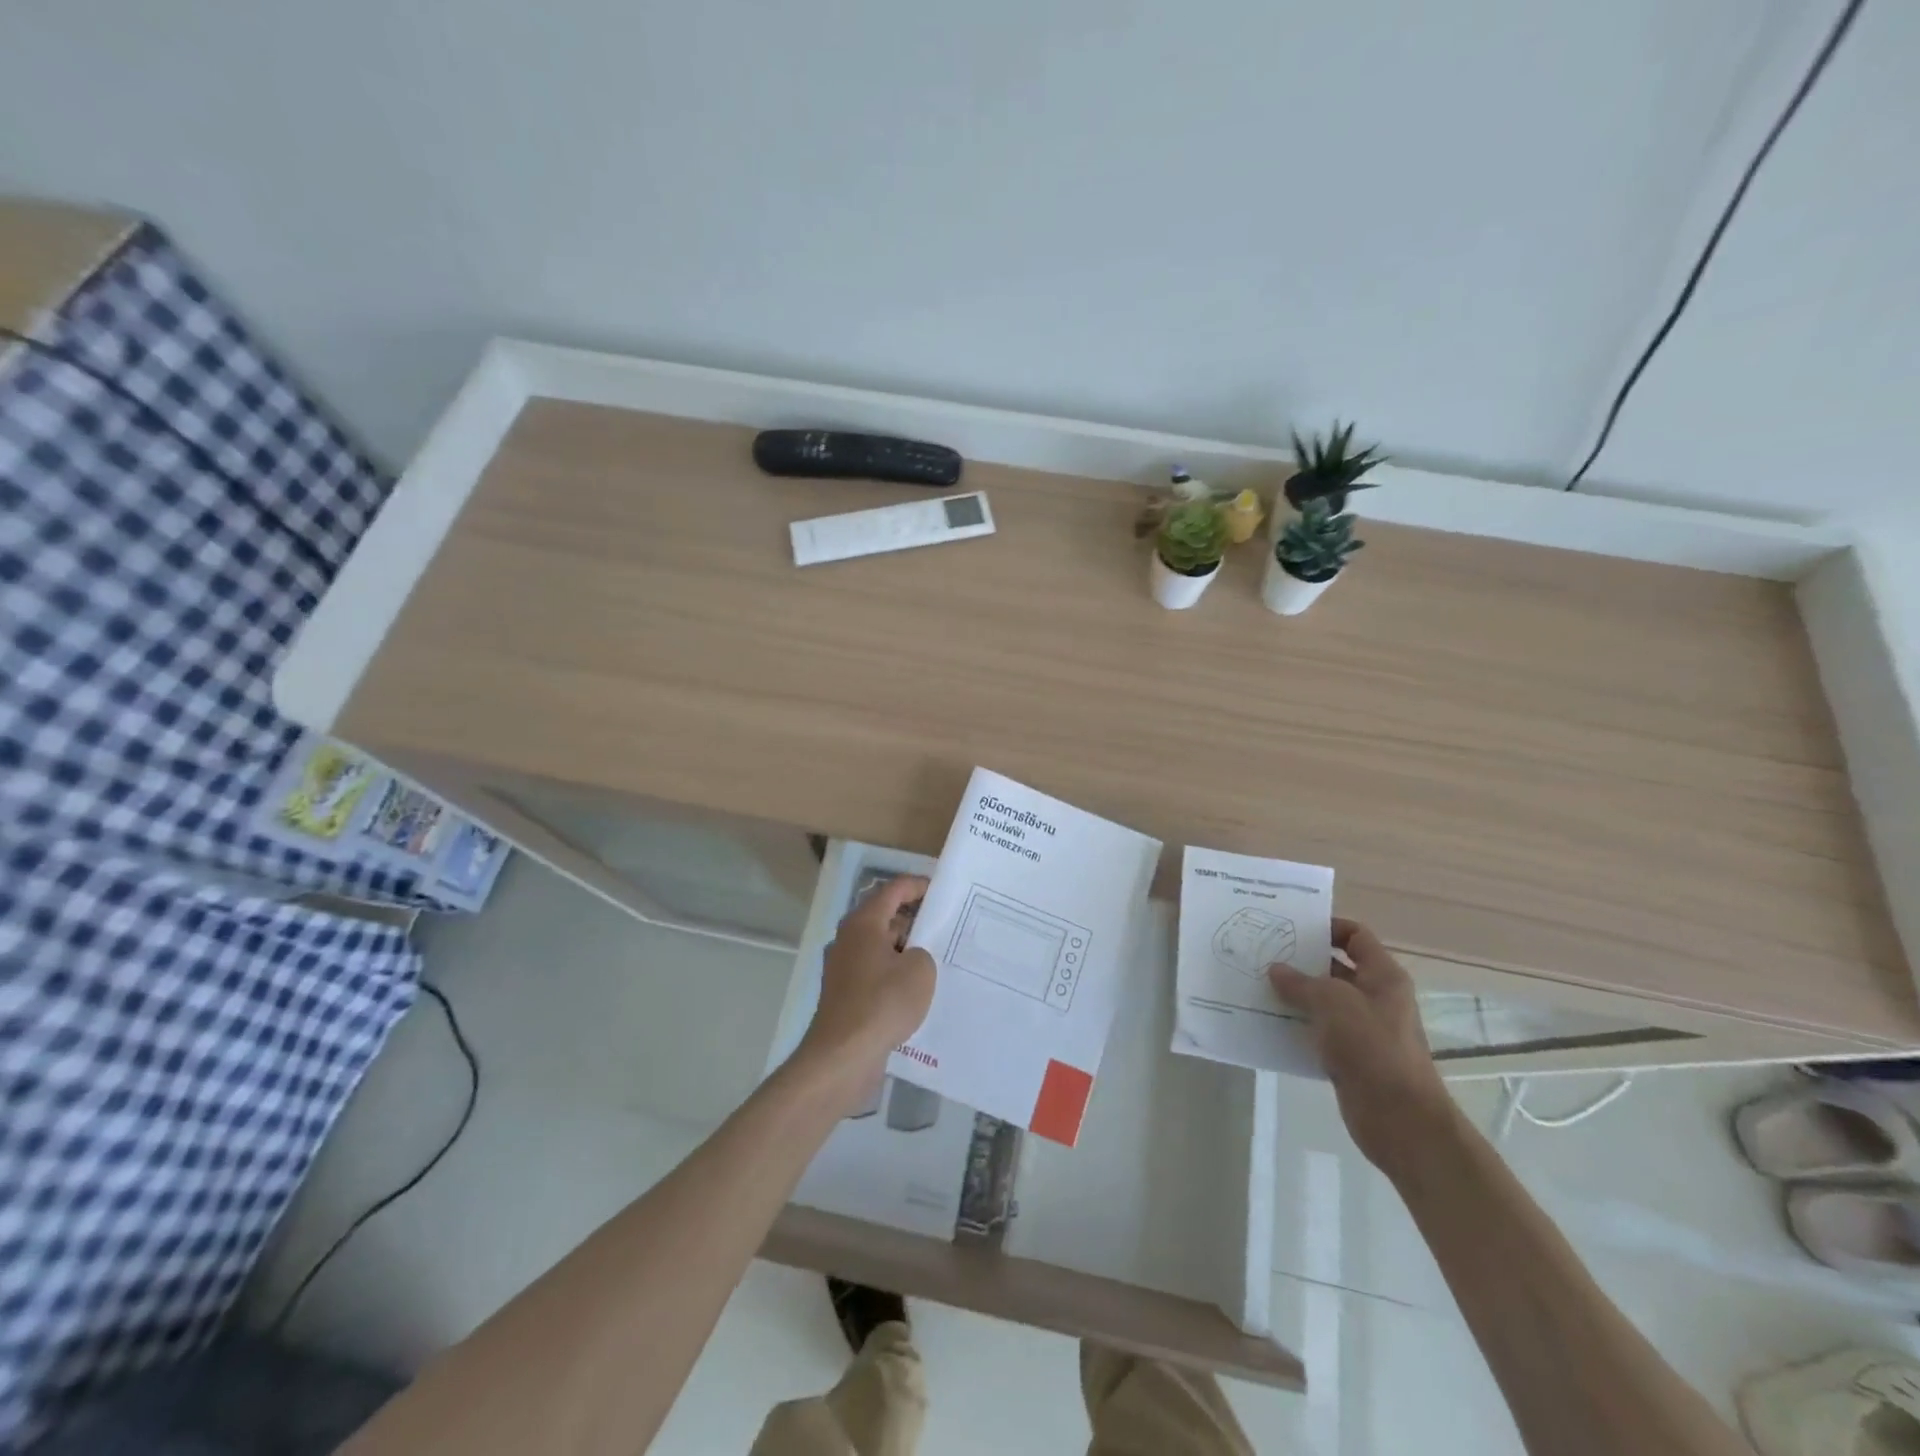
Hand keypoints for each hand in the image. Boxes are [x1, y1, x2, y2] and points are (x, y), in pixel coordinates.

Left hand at [795, 875, 936, 1107]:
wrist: (843, 1055)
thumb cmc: (883, 1002)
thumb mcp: (920, 970)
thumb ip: (922, 952)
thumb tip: (910, 957)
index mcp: (863, 922)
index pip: (893, 890)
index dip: (918, 886)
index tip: (941, 890)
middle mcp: (848, 939)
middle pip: (884, 917)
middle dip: (913, 920)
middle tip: (944, 927)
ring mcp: (842, 967)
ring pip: (879, 946)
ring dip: (904, 950)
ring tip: (936, 960)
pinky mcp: (844, 993)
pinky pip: (874, 972)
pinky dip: (893, 973)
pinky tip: (914, 991)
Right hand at [1268, 918, 1455, 1171]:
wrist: (1400, 1119)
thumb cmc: (1372, 1047)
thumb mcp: (1332, 1003)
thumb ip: (1300, 982)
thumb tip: (1275, 969)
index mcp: (1382, 976)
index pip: (1355, 936)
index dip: (1326, 926)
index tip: (1290, 928)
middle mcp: (1376, 997)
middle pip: (1335, 966)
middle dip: (1300, 961)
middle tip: (1262, 953)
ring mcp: (1363, 1028)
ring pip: (1323, 1000)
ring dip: (1293, 994)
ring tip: (1256, 985)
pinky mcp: (1350, 1056)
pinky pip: (1318, 1030)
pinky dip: (1295, 1025)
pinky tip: (1267, 1022)